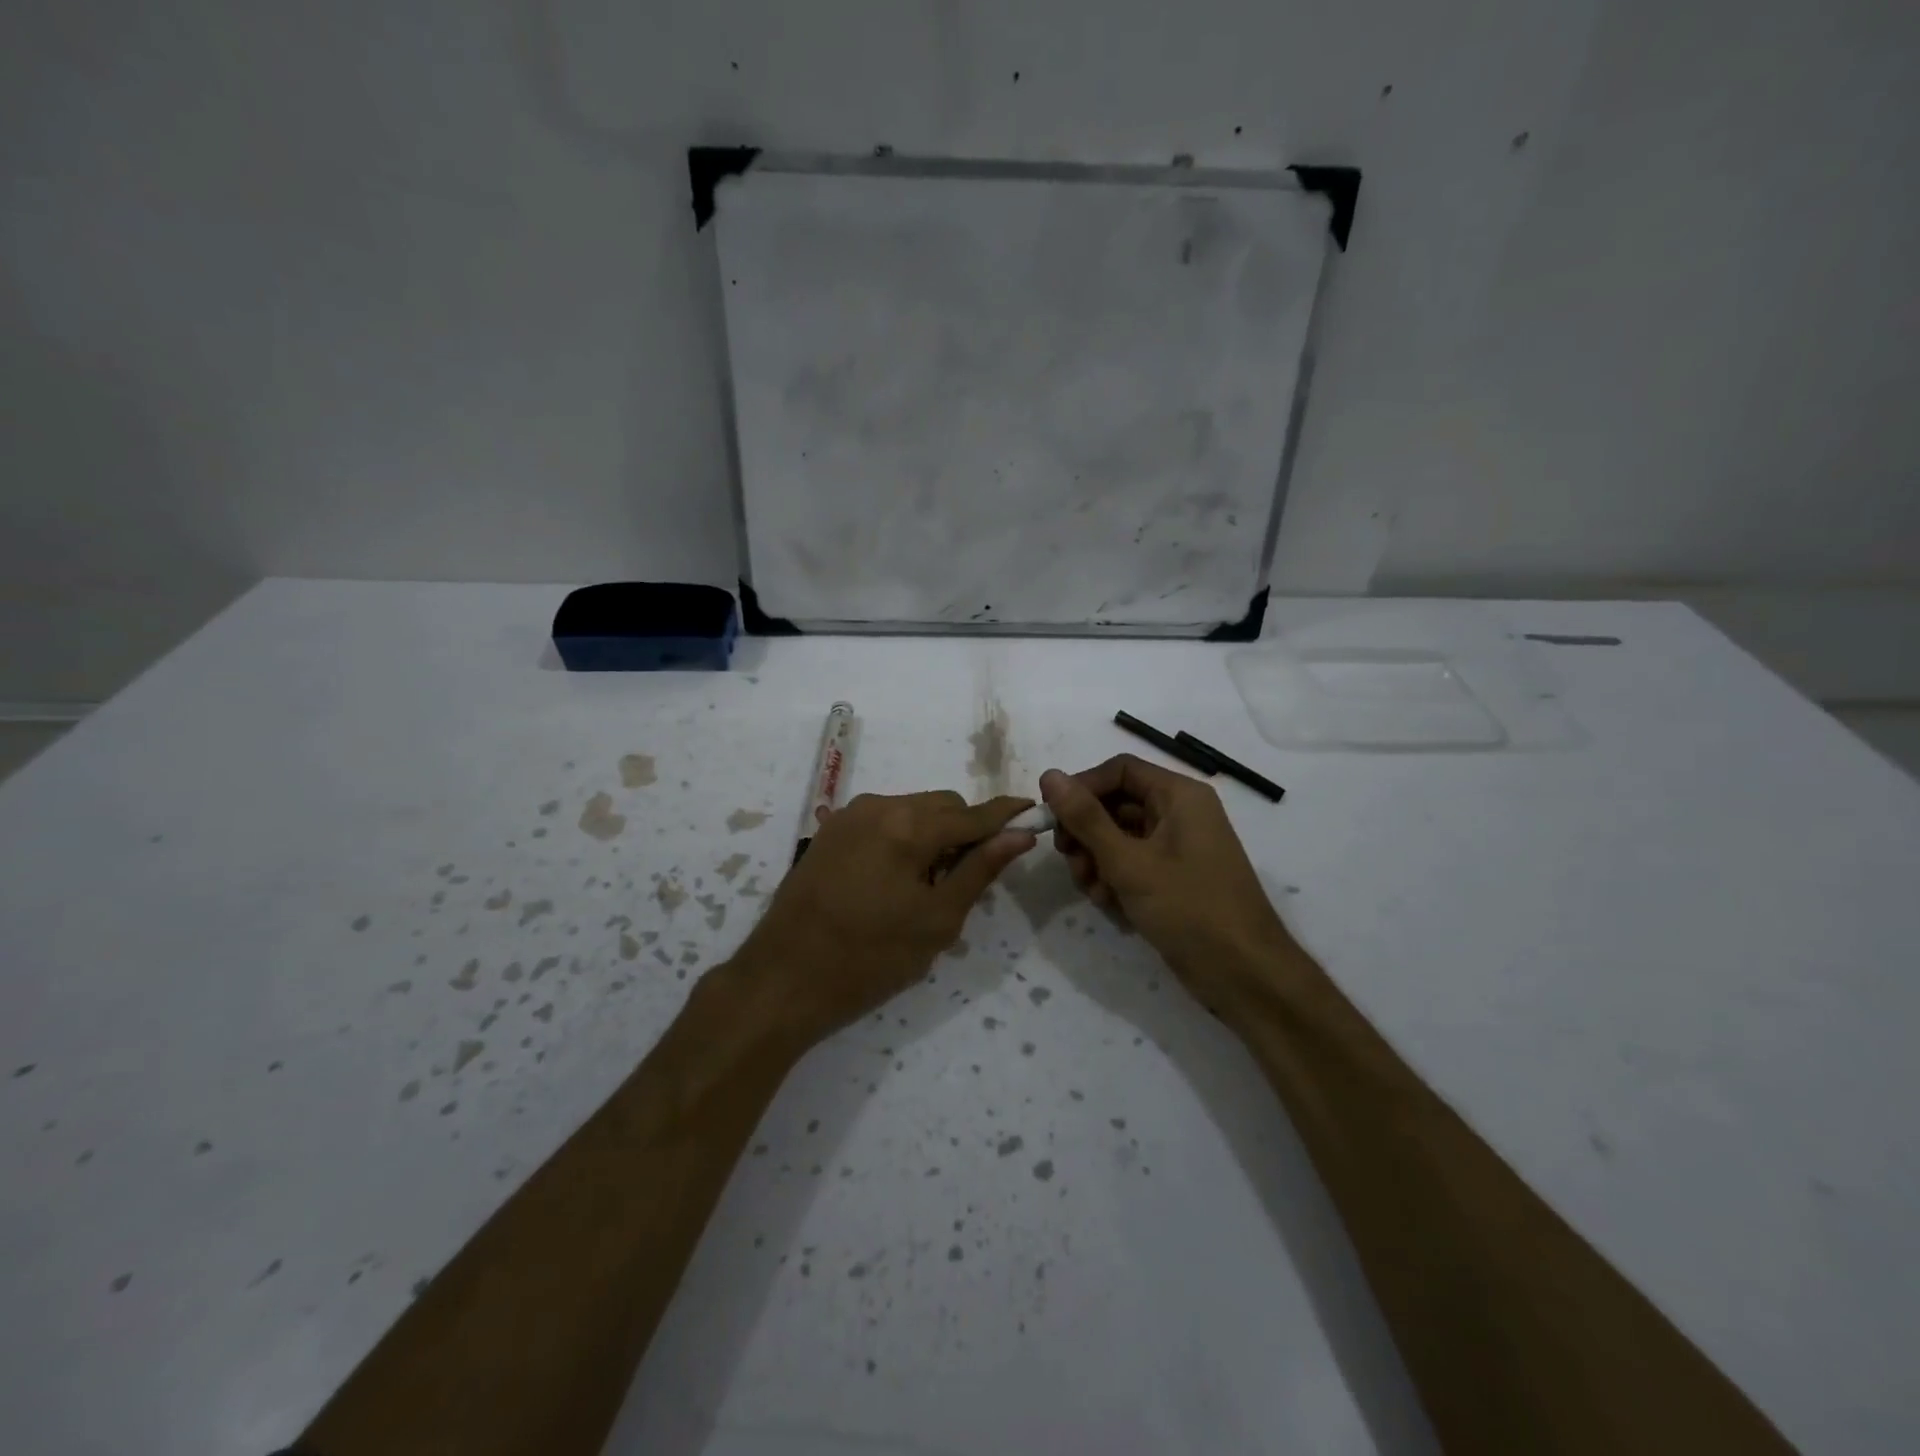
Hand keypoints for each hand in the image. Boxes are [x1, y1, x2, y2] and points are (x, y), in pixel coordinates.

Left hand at [725, 791, 1034, 1049]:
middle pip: (942, 805)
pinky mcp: (830, 831)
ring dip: (933, 834)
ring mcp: (849, 815)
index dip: (1006, 815)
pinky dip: (903, 838)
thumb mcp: (937, 921)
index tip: (1033, 814)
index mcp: (908, 825)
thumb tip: (1019, 835)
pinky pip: (883, 821)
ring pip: (912, 810)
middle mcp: (878, 805)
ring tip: (926, 886)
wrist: (783, 979)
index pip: (972, 814)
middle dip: (965, 830)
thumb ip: (979, 870)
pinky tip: (895, 880)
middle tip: (968, 878)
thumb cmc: (869, 958)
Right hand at [1040, 756, 1292, 1007]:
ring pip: (1118, 837)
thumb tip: (1049, 775)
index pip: (1119, 769)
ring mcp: (1177, 848)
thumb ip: (1085, 818)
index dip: (1082, 787)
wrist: (1244, 975)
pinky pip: (1132, 864)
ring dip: (1095, 860)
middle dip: (1086, 832)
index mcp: (1179, 795)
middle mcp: (1180, 813)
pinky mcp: (1173, 878)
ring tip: (1092, 891)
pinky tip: (1109, 905)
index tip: (1052, 816)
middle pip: (1115, 803)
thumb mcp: (1129, 862)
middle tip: (1069, 859)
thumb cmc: (1189, 908)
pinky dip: (1114, 879)